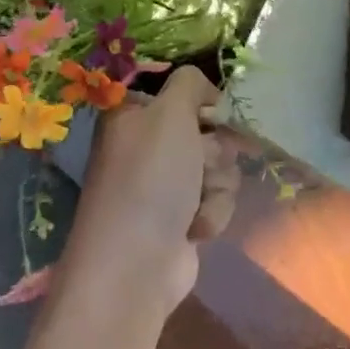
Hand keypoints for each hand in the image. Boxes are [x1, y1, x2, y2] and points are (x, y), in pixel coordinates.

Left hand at [56, 66, 238, 327]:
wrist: (136, 265)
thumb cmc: (149, 179)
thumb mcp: (170, 113)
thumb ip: (190, 83)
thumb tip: (205, 90)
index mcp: (132, 114)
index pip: (176, 90)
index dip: (200, 100)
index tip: (213, 110)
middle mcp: (146, 145)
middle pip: (205, 128)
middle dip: (214, 147)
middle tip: (202, 161)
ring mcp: (164, 183)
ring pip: (217, 164)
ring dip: (217, 182)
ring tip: (197, 202)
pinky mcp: (181, 216)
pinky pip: (216, 198)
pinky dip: (212, 210)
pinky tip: (196, 227)